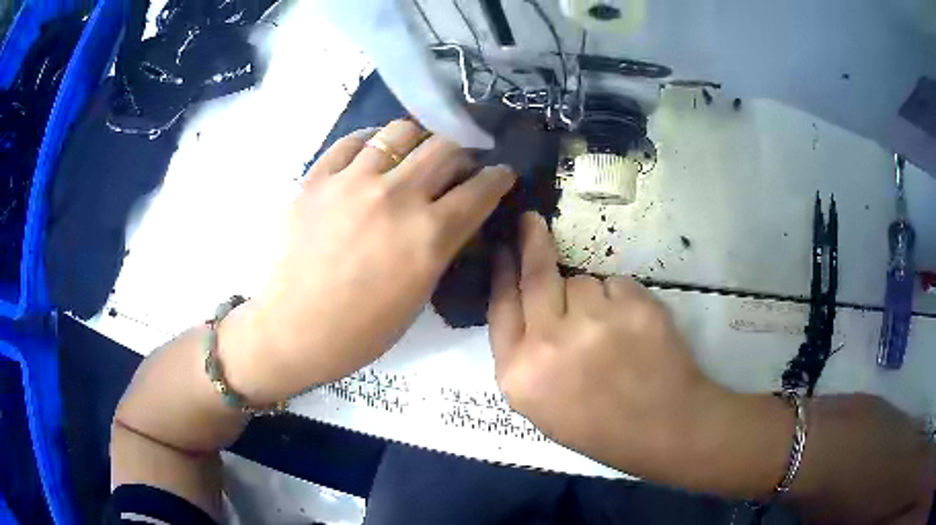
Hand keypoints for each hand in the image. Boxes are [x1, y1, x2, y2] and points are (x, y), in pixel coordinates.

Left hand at [224, 120, 515, 401]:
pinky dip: (370, 141)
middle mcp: (396, 198)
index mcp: (429, 236)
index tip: (501, 172)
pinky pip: (352, 141)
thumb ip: (443, 244)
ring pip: (401, 131)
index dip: (499, 176)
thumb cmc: (364, 328)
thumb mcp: (421, 292)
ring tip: (415, 152)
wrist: (298, 327)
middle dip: (463, 152)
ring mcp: (352, 182)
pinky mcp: (318, 179)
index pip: (481, 189)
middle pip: (447, 147)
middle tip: (458, 164)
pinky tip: (374, 153)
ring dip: (419, 140)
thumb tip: (456, 212)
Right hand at [488, 212, 728, 477]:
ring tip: (610, 332)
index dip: (501, 273)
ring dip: (590, 297)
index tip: (502, 248)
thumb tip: (524, 303)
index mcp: (520, 374)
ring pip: (582, 282)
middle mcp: (549, 342)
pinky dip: (621, 300)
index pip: (500, 308)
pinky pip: (616, 285)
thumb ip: (524, 356)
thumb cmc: (598, 426)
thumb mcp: (540, 405)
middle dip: (531, 242)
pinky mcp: (634, 306)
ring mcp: (594, 321)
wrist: (662, 428)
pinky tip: (632, 330)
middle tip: (531, 221)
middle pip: (535, 276)